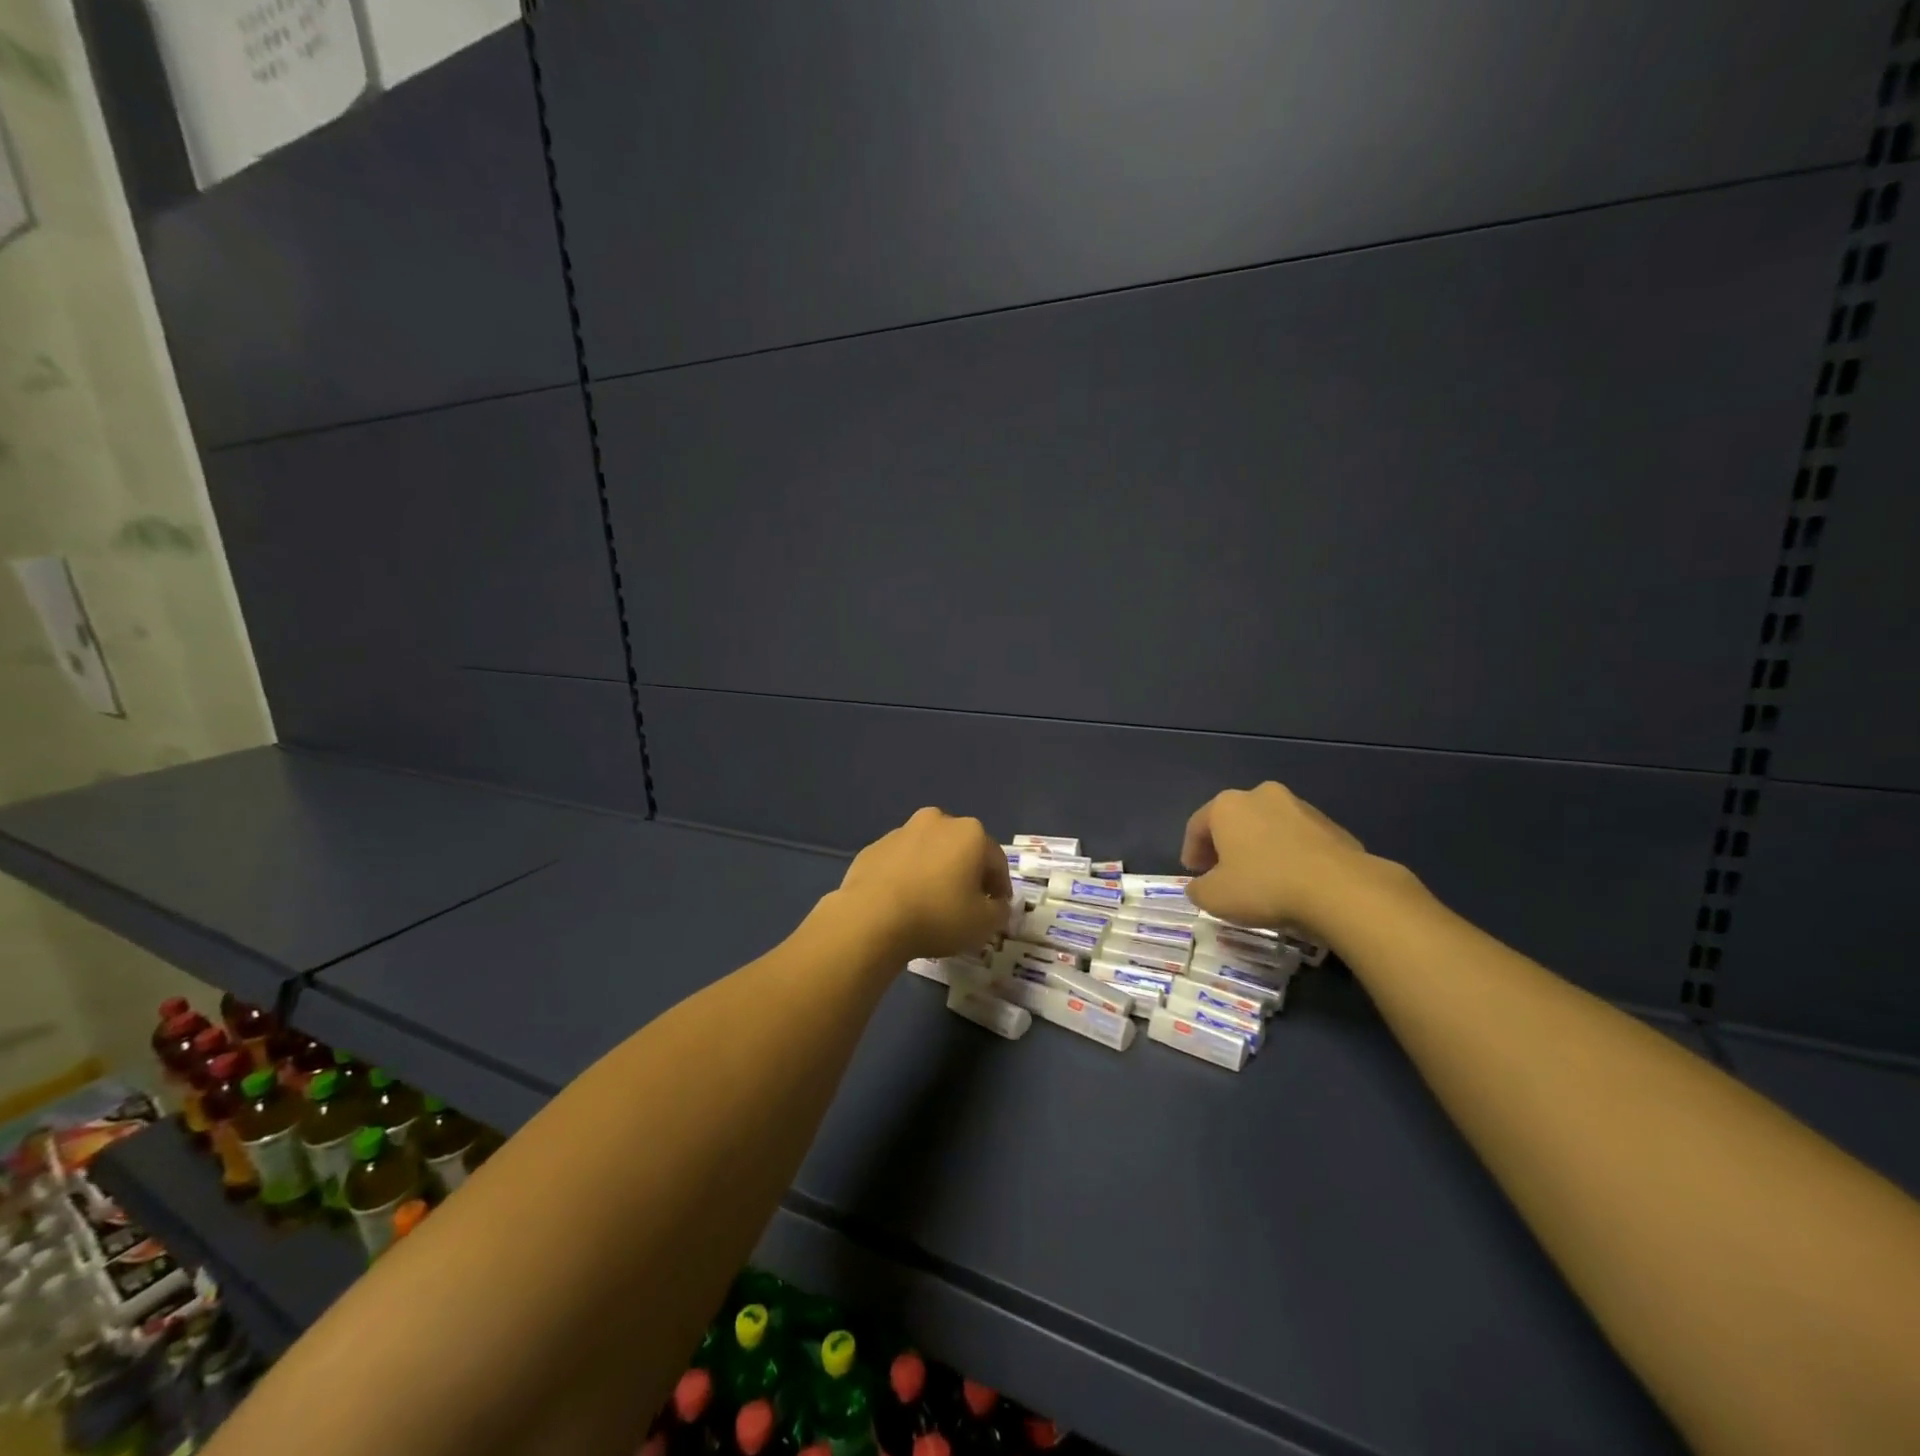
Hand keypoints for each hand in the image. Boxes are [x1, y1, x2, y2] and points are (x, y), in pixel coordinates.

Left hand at [835, 808, 1010, 961]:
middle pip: (961, 849)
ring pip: (929, 852)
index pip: (996, 861)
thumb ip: (999, 911)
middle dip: (966, 873)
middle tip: (966, 904)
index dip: (1000, 887)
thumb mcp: (983, 923)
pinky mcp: (874, 847)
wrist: (871, 918)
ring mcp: (902, 831)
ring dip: (935, 871)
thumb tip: (997, 905)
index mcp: (970, 833)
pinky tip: (903, 902)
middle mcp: (937, 821)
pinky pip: (901, 862)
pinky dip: (907, 876)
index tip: (996, 909)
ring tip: (931, 903)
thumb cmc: (938, 915)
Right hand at [1180, 782, 1378, 932]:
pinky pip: (1297, 840)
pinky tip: (1291, 881)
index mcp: (1227, 805)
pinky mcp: (1330, 825)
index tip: (1194, 874)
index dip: (1191, 852)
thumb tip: (1199, 886)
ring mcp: (1299, 806)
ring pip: (1267, 828)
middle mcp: (1261, 795)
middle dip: (1225, 847)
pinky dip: (1288, 855)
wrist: (1339, 889)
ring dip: (1258, 849)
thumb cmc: (1264, 886)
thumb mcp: (1214, 897)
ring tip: (1260, 880)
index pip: (1197, 826)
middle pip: (1233, 821)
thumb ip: (1197, 889)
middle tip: (1223, 875)